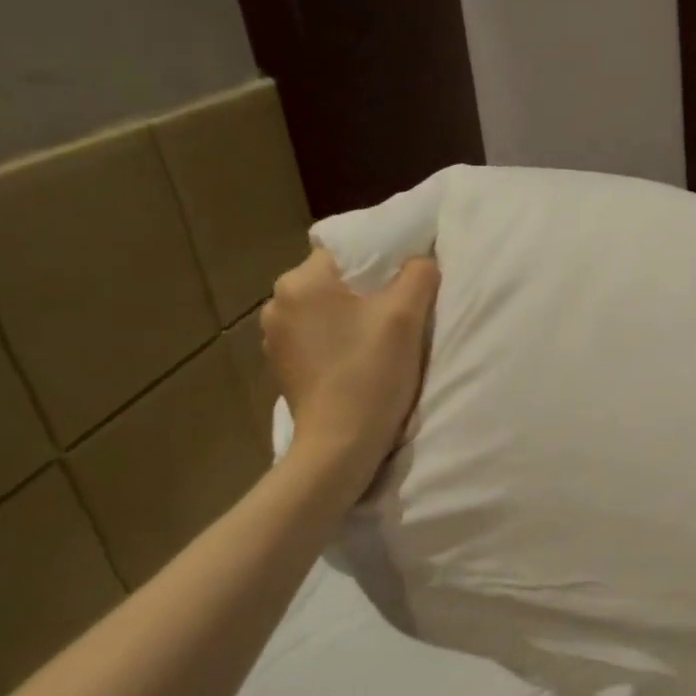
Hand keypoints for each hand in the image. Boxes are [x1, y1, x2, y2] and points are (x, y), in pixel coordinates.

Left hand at [260, 249, 439, 478]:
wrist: (340, 445)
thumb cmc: (371, 374)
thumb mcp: (406, 316)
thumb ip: (418, 275)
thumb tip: (421, 259)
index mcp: (300, 282)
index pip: (345, 250)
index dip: (379, 260)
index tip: (404, 282)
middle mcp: (277, 304)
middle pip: (334, 280)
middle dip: (365, 290)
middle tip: (398, 310)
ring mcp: (275, 338)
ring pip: (324, 310)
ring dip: (350, 317)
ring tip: (378, 337)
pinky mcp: (281, 366)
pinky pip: (315, 337)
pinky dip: (336, 340)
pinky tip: (357, 359)